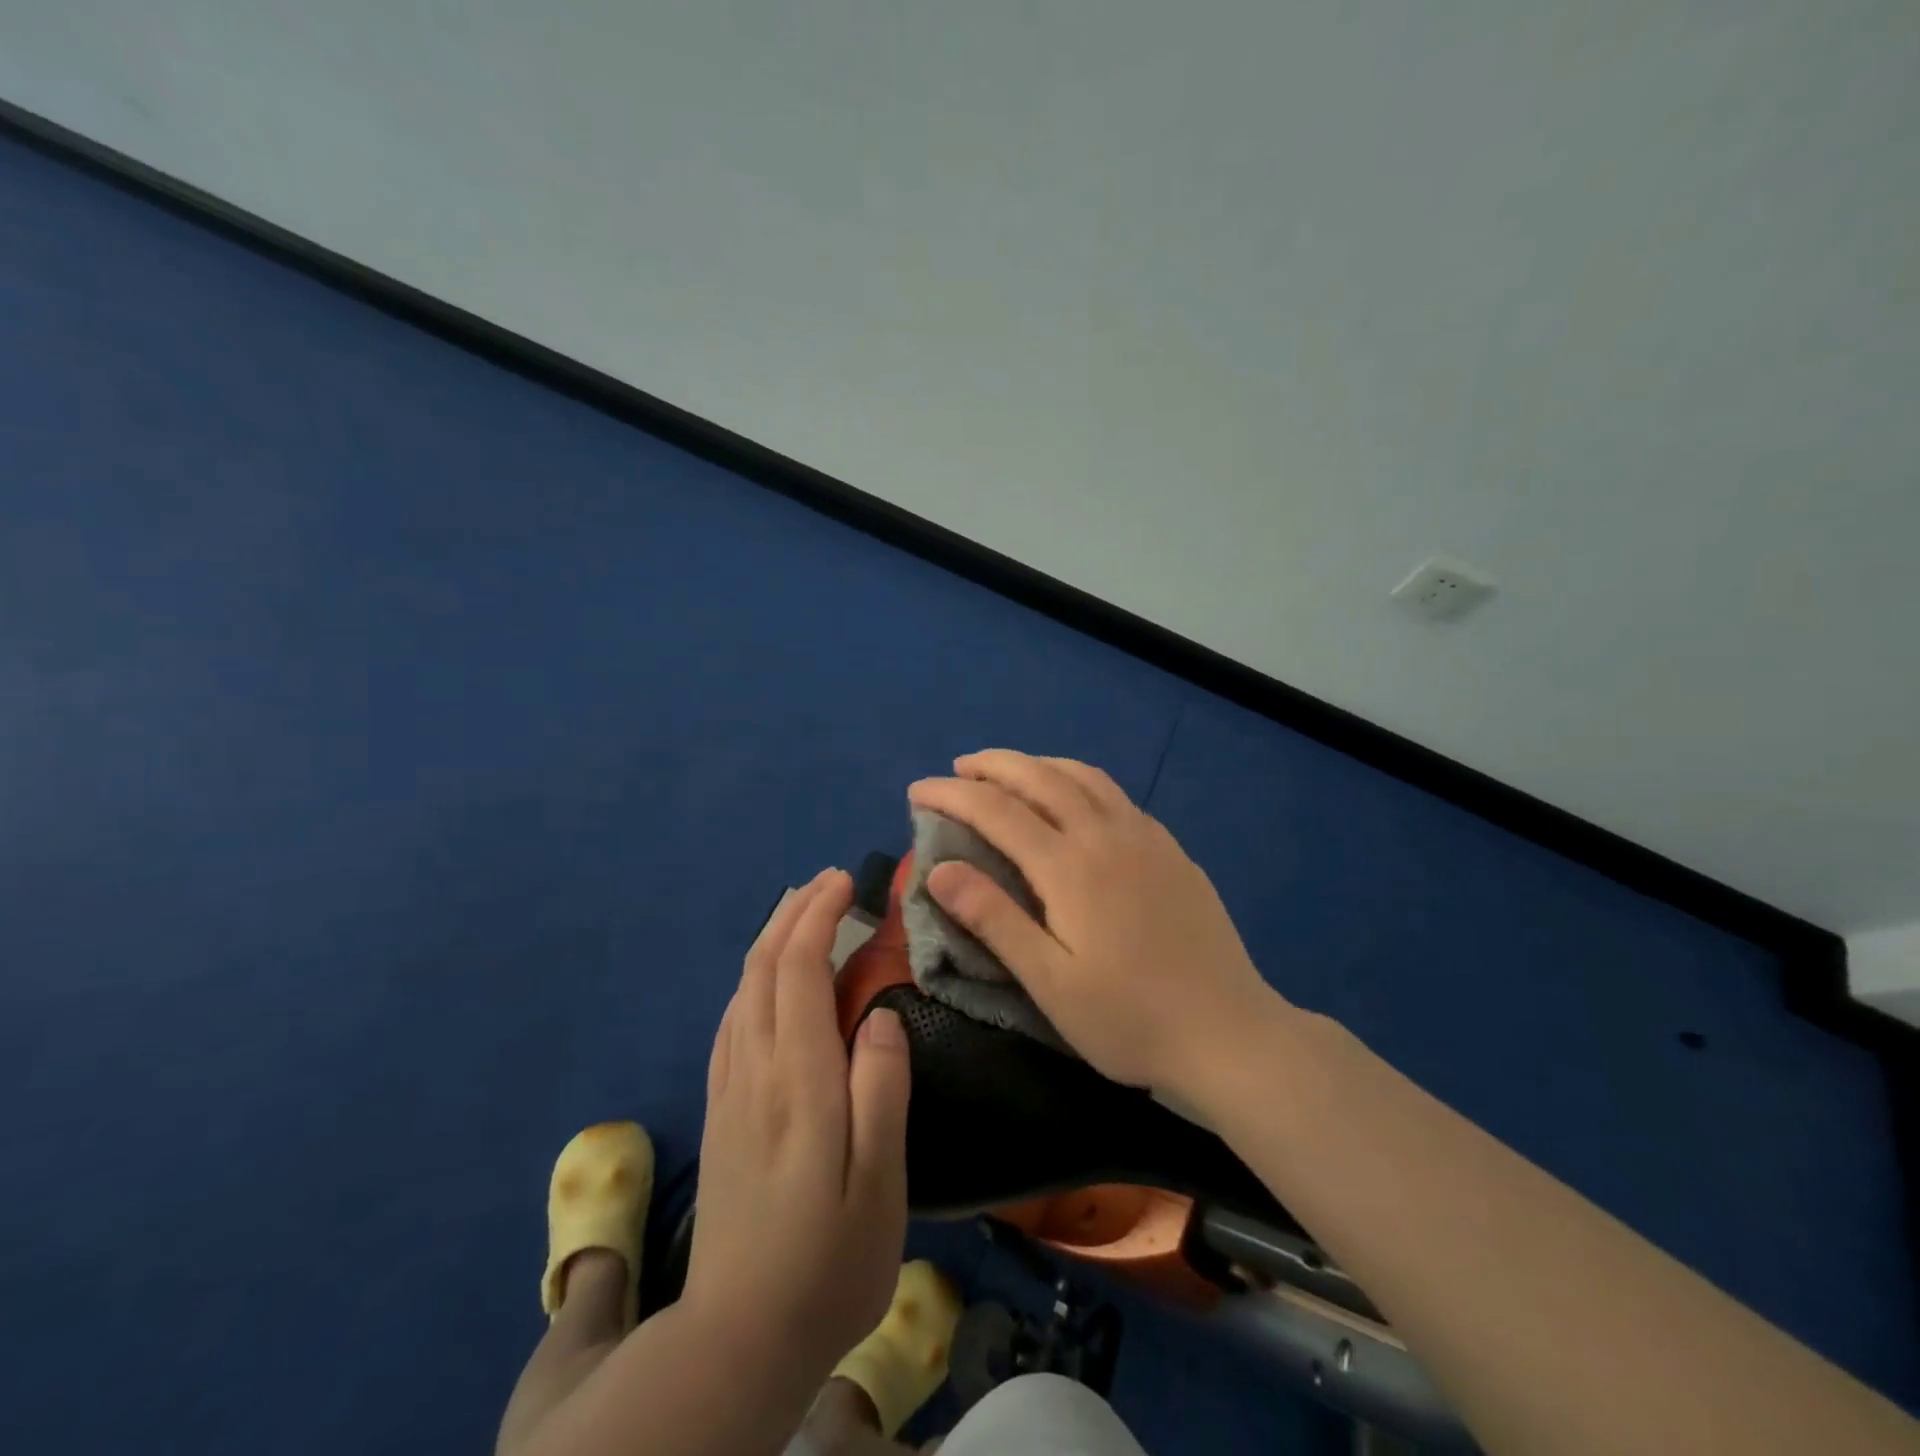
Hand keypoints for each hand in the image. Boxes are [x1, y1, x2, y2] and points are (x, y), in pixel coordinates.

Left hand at [683, 869, 910, 1390]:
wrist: (737, 1338)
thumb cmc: (827, 1261)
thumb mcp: (879, 1183)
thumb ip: (882, 1090)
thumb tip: (880, 1014)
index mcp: (798, 1079)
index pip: (797, 970)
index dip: (817, 916)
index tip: (843, 881)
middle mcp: (754, 1069)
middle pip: (762, 967)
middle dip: (792, 913)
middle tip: (827, 882)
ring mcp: (730, 1089)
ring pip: (742, 989)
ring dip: (770, 939)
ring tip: (801, 912)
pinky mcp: (720, 1109)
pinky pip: (733, 1019)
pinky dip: (753, 978)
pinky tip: (768, 981)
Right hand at [908, 750, 1283, 1094]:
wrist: (1228, 1033)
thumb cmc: (1129, 1019)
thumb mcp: (1050, 983)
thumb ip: (994, 919)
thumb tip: (940, 869)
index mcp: (1070, 866)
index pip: (996, 810)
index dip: (951, 795)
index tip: (917, 791)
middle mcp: (1106, 835)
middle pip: (1040, 777)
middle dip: (993, 765)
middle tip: (958, 769)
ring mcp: (1145, 837)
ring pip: (1083, 776)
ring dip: (1038, 763)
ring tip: (1010, 770)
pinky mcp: (1171, 849)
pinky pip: (1116, 793)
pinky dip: (1079, 779)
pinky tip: (1076, 798)